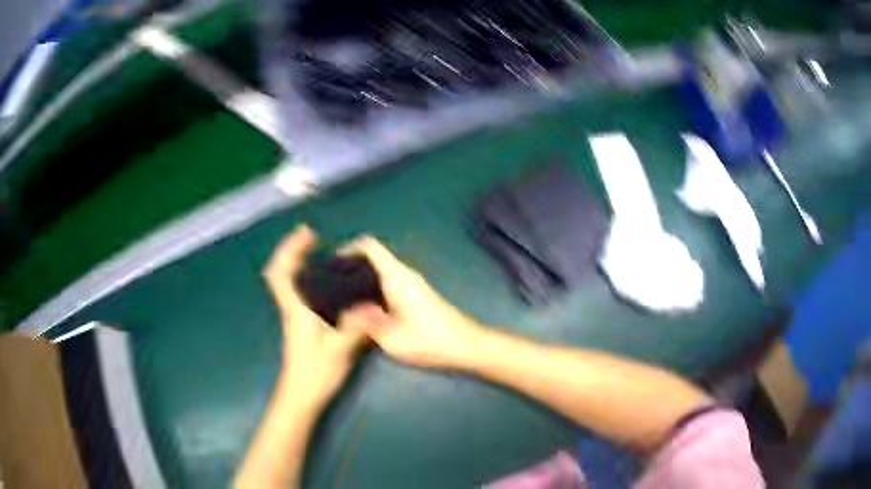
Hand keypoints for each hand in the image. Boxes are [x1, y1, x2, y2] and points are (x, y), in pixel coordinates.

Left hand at [263, 226, 370, 408]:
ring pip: (289, 283)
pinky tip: (326, 283)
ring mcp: (295, 318)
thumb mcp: (339, 351)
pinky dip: (307, 280)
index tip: (307, 235)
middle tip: (312, 237)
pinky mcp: (302, 326)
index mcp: (296, 310)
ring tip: (317, 252)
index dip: (289, 250)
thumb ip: (355, 327)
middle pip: (281, 273)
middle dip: (292, 250)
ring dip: (297, 263)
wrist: (301, 397)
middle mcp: (292, 309)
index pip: (281, 274)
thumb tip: (374, 305)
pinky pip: (300, 294)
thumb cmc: (315, 374)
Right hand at [341, 236, 484, 368]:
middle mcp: (404, 274)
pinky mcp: (417, 293)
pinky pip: (389, 280)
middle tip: (330, 283)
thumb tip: (345, 310)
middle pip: (373, 256)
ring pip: (381, 269)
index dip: (348, 248)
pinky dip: (373, 286)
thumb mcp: (391, 339)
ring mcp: (413, 282)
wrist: (466, 346)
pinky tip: (364, 306)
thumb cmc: (429, 342)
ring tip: (342, 295)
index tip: (331, 263)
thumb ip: (365, 322)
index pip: (370, 246)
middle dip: (351, 264)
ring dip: (362, 276)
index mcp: (396, 277)